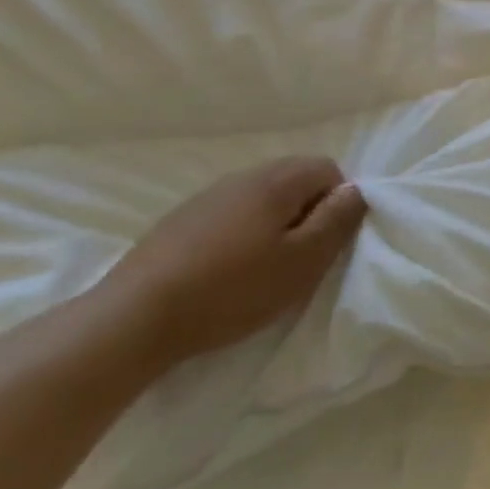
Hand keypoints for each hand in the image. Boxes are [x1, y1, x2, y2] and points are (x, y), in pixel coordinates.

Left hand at [100, 157, 367, 369]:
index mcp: (276, 181)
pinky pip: (229, 214)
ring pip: (260, 198)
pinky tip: (226, 271)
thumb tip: (357, 191)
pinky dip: (240, 234)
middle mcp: (241, 177)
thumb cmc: (233, 289)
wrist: (132, 320)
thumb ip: (337, 220)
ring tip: (264, 267)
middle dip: (307, 212)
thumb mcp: (303, 261)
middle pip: (293, 179)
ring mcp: (205, 197)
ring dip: (273, 224)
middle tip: (300, 257)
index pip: (328, 169)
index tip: (327, 242)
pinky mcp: (177, 222)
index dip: (338, 202)